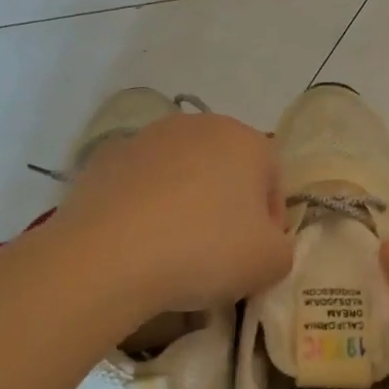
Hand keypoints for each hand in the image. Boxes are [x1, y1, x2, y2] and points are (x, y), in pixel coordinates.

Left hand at [54, 112, 292, 314]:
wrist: (109, 256)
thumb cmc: (206, 250)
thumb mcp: (270, 263)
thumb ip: (282, 249)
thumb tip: (266, 244)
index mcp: (246, 140)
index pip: (273, 181)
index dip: (271, 223)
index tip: (257, 256)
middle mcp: (199, 125)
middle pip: (227, 170)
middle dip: (228, 207)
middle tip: (219, 253)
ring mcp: (148, 138)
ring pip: (182, 174)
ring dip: (186, 204)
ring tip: (174, 250)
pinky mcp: (106, 158)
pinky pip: (141, 186)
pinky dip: (145, 207)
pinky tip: (138, 243)